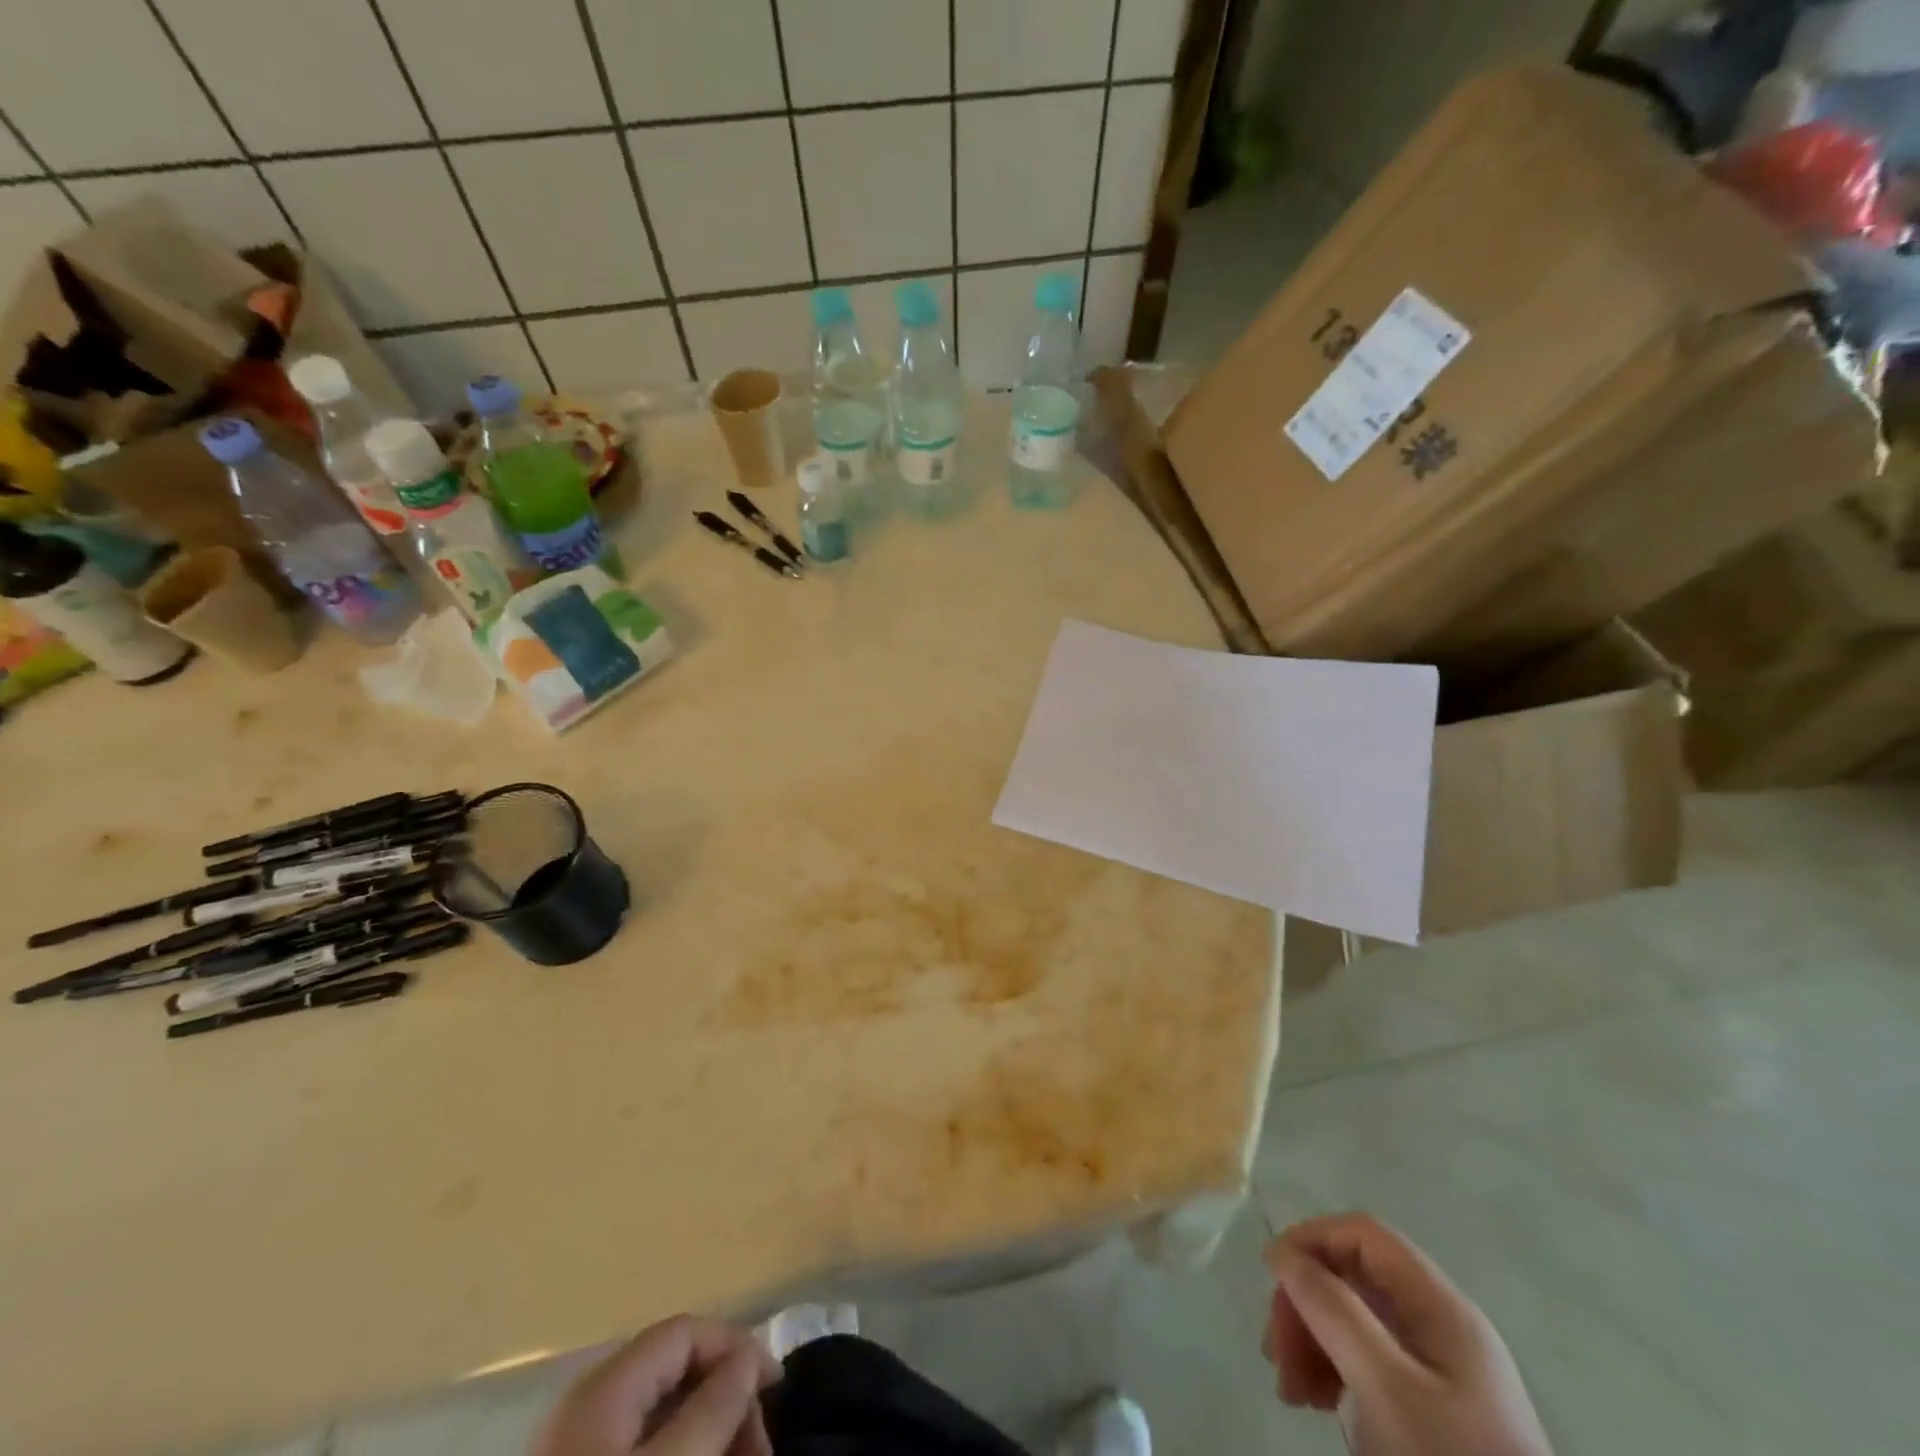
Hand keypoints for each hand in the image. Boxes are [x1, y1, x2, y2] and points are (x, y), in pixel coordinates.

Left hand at [534, 1315, 781, 1455]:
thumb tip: (750, 1355)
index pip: (685, 1331)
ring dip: (711, 1434)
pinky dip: (683, 1452)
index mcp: (606, 1385)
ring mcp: (581, 1449)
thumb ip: (714, 1406)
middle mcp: (590, 1404)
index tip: (777, 1385)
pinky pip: (644, 1449)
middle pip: (675, 1375)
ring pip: (663, 1419)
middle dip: (727, 1401)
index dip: (736, 1345)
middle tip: (761, 1448)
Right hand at [1262, 1214, 1552, 1455]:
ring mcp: (1440, 1370)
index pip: (1364, 1234)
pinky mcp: (1433, 1409)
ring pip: (1355, 1321)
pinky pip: (1369, 1363)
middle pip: (1354, 1278)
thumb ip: (1332, 1309)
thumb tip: (1282, 1252)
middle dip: (1305, 1305)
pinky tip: (1320, 1403)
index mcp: (1441, 1306)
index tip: (1272, 1275)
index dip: (1312, 1239)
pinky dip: (1334, 1371)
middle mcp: (1441, 1326)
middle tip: (1276, 1353)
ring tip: (1293, 1391)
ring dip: (1311, 1341)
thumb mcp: (1385, 1386)